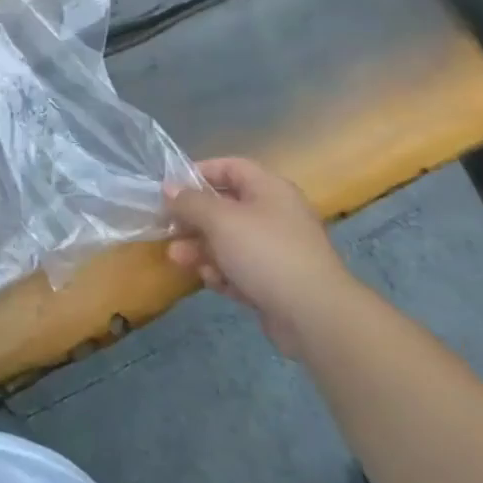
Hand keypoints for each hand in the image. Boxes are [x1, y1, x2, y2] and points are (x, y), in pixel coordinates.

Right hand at [165, 157, 354, 357]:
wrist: (315, 315)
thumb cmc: (265, 252)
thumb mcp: (220, 220)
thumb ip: (190, 202)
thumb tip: (169, 189)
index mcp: (269, 189)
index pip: (231, 167)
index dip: (199, 172)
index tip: (172, 188)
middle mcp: (275, 215)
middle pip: (226, 207)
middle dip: (194, 219)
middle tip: (167, 228)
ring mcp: (277, 251)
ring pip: (229, 241)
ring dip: (201, 248)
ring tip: (177, 259)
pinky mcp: (275, 282)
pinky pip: (241, 269)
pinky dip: (222, 273)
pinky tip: (210, 281)